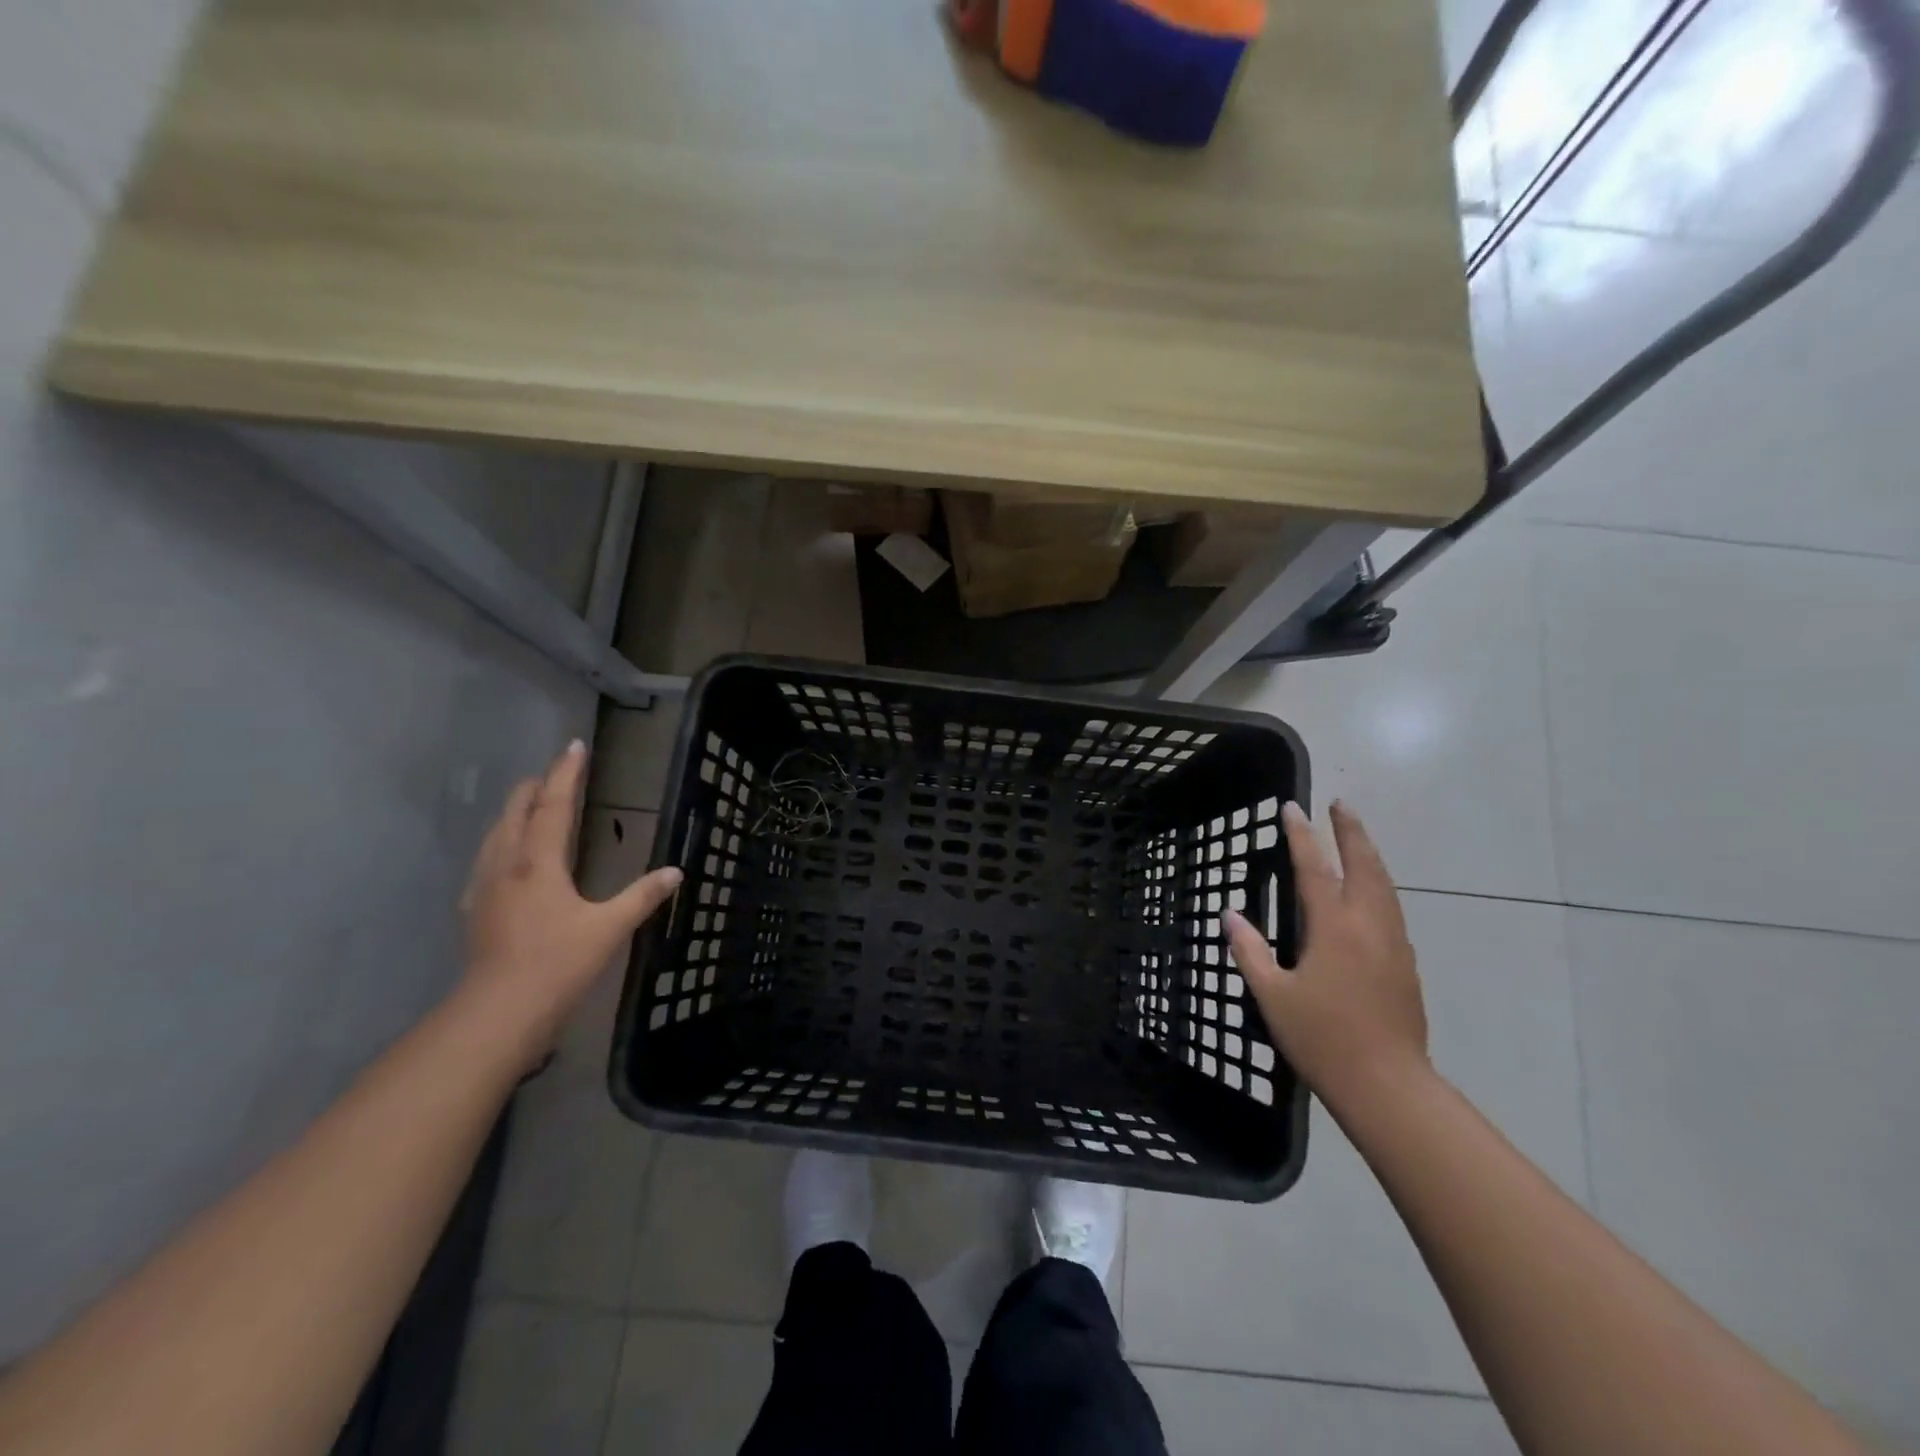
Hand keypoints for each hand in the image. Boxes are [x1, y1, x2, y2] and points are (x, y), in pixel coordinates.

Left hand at [459, 740, 682, 1061]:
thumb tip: (676, 872)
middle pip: (516, 813)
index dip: (565, 774)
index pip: (552, 806)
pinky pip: (486, 860)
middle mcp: (506, 864)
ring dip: (515, 812)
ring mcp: (485, 887)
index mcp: (538, 862)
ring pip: (496, 834)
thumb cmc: (558, 963)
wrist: (498, 1012)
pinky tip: (504, 858)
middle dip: (534, 787)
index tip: (575, 746)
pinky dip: (501, 842)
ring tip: (528, 803)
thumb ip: (642, 896)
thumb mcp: (609, 928)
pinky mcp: (475, 909)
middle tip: (553, 772)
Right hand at [1224, 800, 1427, 1114]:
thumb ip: (1250, 950)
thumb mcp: (1272, 995)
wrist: (1387, 1085)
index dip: (1301, 836)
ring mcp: (1393, 944)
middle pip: (1364, 866)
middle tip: (1340, 805)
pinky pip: (1392, 909)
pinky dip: (1379, 885)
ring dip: (1369, 855)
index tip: (1292, 807)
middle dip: (1351, 832)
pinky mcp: (1406, 964)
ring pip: (1385, 886)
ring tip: (1357, 837)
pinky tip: (1372, 894)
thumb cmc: (1322, 1038)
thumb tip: (1230, 914)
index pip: (1314, 869)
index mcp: (1334, 928)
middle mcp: (1368, 926)